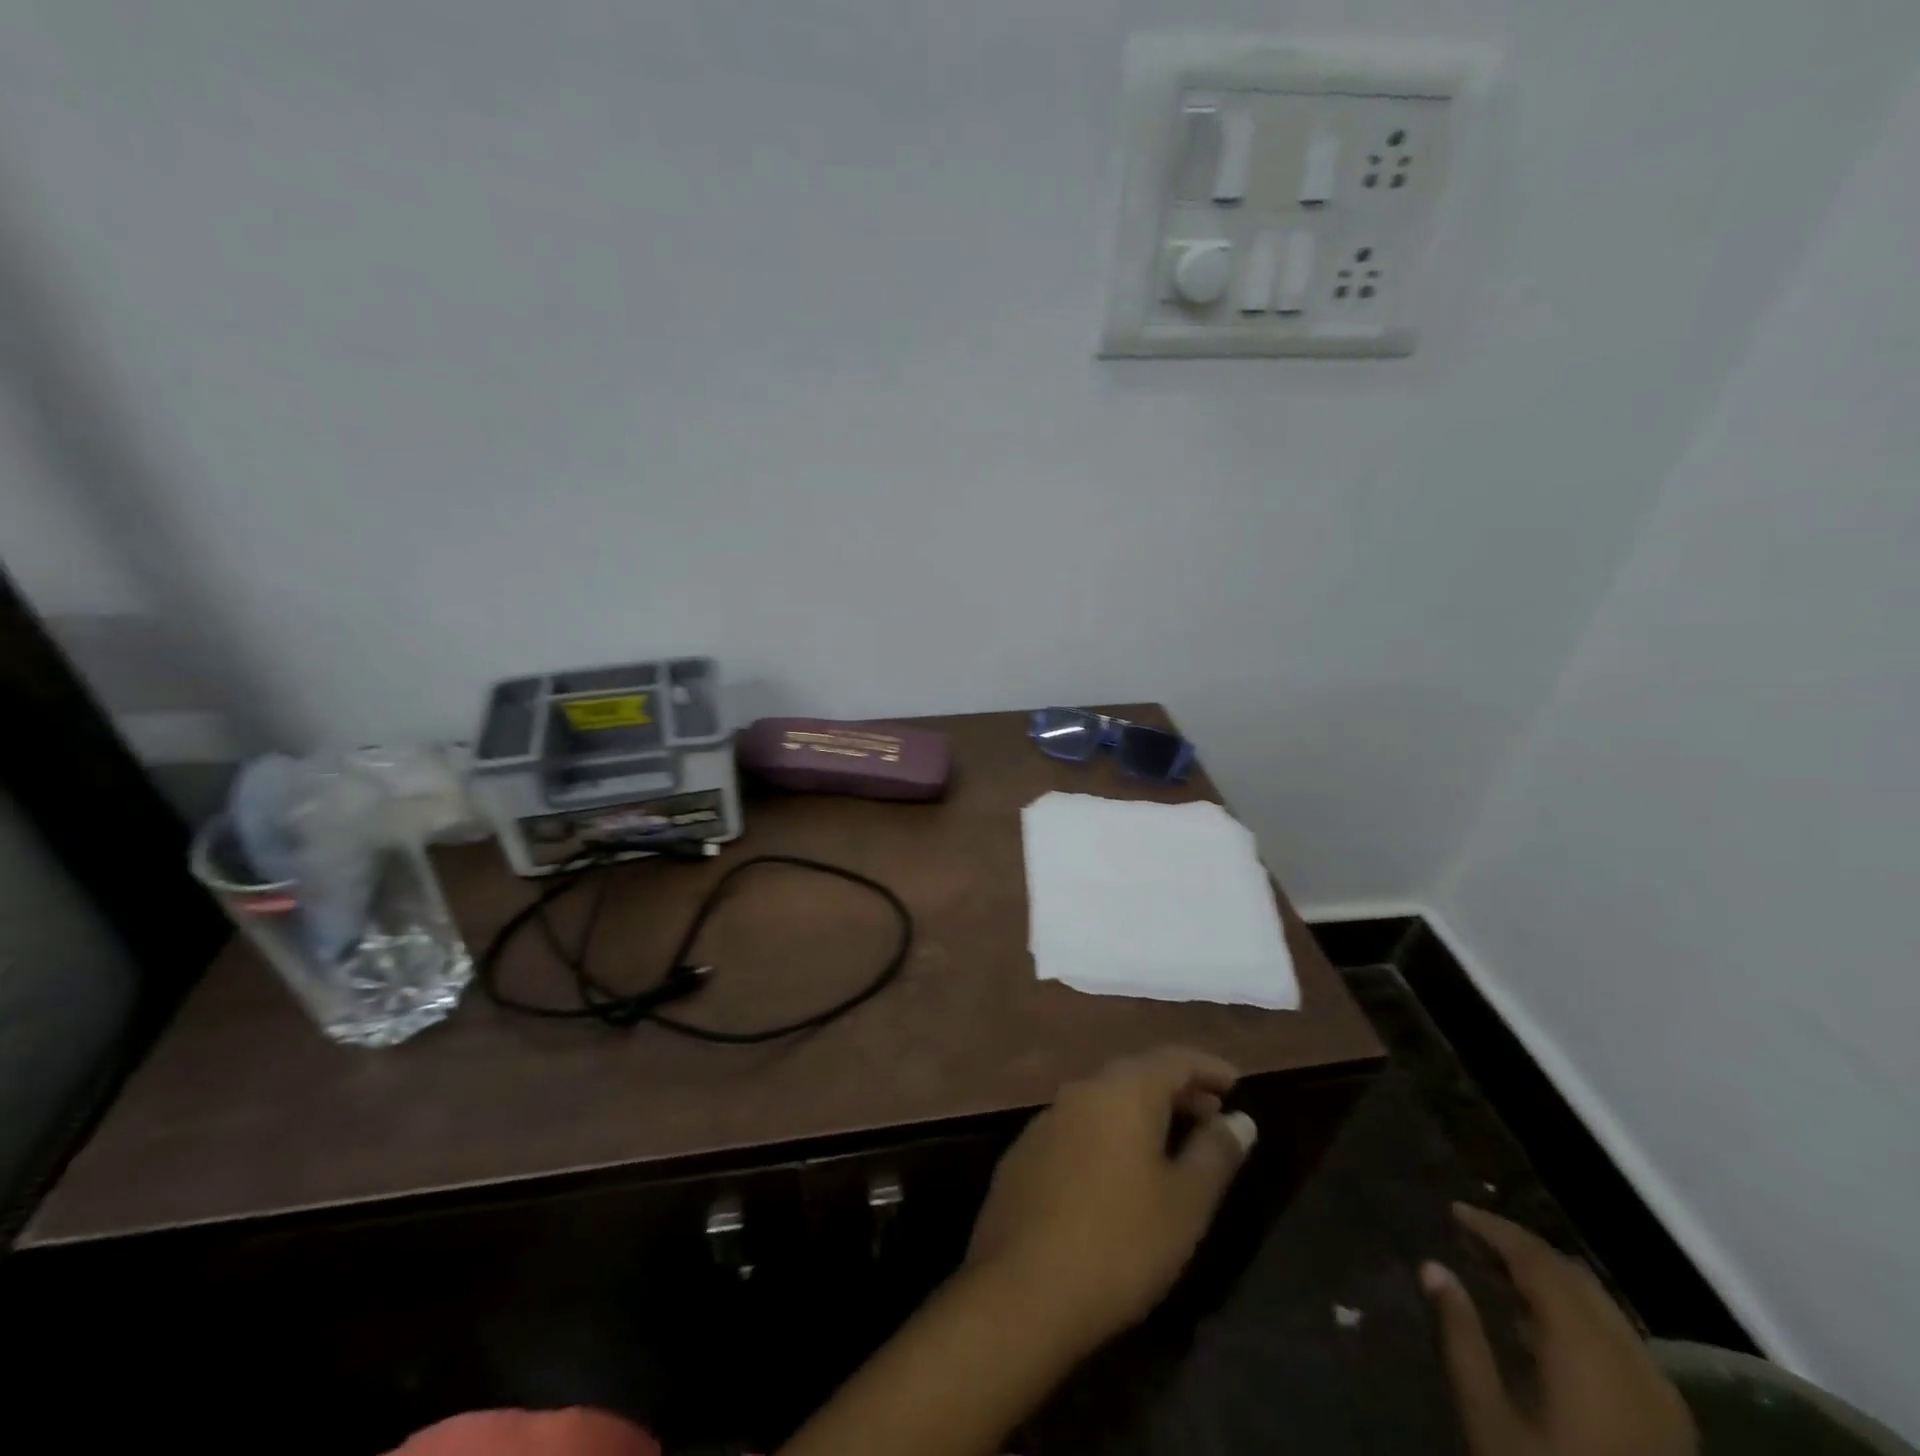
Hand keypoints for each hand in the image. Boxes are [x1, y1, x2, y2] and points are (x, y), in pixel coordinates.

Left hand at [965, 1046, 1257, 1352]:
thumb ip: (1215, 1154)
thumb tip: (1240, 1119)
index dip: (1207, 1067)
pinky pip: (1078, 1127)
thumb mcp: (1185, 1204)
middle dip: (1176, 1089)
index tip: (1236, 1081)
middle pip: (1136, 1074)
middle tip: (1211, 1112)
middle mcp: (1081, 1091)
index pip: (1172, 1059)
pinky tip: (1118, 1171)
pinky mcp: (1024, 1153)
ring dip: (1140, 1112)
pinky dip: (1108, 1133)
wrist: (1023, 1289)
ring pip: (1104, 1100)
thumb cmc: (1121, 1242)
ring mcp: (1046, 1120)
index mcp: (1122, 1091)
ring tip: (1171, 1142)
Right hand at [1423, 1203, 1696, 1455]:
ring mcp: (1659, 1391)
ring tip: (1499, 1269)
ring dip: (1549, 1277)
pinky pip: (1618, 1336)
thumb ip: (1462, 1336)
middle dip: (1520, 1247)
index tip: (1455, 1212)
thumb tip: (1433, 1267)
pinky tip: (1542, 1324)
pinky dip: (1576, 1310)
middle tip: (1471, 1235)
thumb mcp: (1490, 1418)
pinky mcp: (1670, 1420)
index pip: (1537, 1261)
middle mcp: (1630, 1357)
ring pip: (1600, 1303)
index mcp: (1585, 1349)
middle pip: (1573, 1276)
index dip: (1495, 1229)